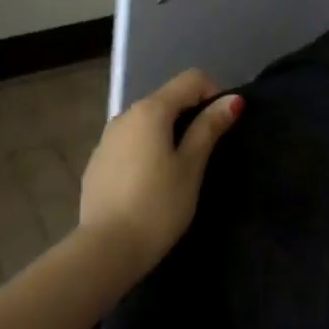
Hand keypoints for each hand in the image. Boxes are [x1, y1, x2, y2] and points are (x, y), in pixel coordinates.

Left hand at [79, 69, 243, 270]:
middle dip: (191, 116)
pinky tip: (150, 185)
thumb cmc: (158, 206)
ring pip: (146, 123)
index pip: (191, 79)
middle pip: (167, 100)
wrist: (106, 249)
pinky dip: (146, 151)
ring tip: (179, 173)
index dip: (214, 94)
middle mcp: (124, 115)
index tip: (222, 127)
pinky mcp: (97, 162)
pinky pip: (129, 144)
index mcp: (150, 110)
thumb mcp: (191, 167)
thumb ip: (209, 128)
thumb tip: (231, 99)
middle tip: (205, 155)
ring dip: (167, 135)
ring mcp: (106, 139)